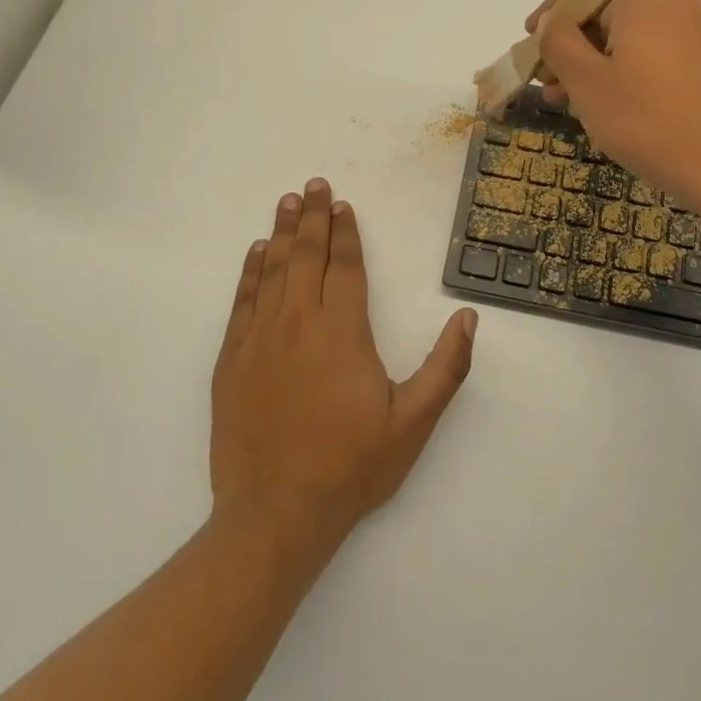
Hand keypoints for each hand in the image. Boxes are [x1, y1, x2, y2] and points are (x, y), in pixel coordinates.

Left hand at [211, 179, 477, 553]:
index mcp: (342, 331)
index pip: (345, 266)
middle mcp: (299, 322)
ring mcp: (260, 338)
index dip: (345, 232)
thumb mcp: (413, 423)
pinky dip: (251, 270)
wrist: (274, 515)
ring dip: (283, 232)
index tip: (343, 205)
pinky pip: (243, 300)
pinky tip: (257, 252)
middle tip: (314, 185)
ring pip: (273, 269)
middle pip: (306, 255)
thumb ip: (445, 367)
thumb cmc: (350, 467)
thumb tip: (468, 317)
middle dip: (313, 217)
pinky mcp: (232, 359)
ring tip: (288, 202)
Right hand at [531, 0, 700, 213]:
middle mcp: (674, 6)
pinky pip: (651, 56)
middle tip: (545, 84)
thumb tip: (550, 20)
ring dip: (593, 65)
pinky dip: (623, 73)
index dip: (549, 17)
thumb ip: (557, 41)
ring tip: (567, 102)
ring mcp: (696, 35)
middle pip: (605, 15)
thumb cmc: (648, 120)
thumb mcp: (587, 81)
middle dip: (570, 47)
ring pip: (627, 40)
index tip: (527, 46)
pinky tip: (607, 107)